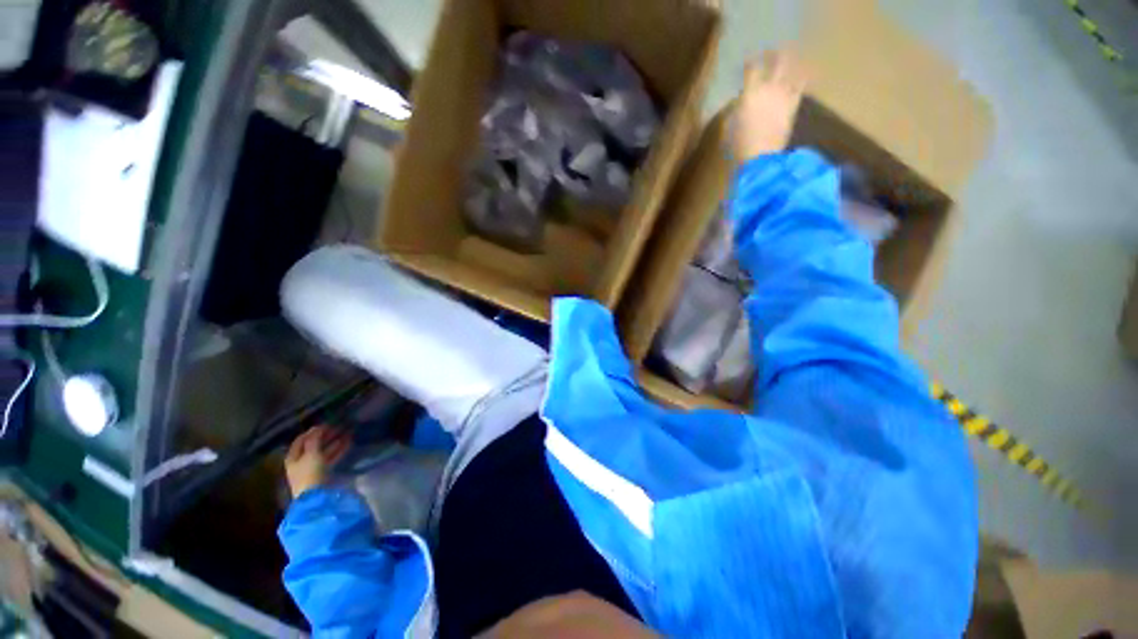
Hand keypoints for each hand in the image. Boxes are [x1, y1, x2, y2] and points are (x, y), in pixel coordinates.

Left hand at [285, 425, 351, 497]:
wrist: (315, 496)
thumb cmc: (310, 472)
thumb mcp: (311, 453)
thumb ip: (314, 439)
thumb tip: (318, 427)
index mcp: (293, 457)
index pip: (301, 440)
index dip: (312, 431)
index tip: (326, 424)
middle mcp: (301, 461)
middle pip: (313, 445)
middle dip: (326, 436)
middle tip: (339, 427)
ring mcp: (312, 468)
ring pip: (323, 451)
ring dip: (334, 442)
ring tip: (347, 433)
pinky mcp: (323, 473)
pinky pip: (330, 458)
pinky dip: (338, 450)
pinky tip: (348, 443)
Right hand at [733, 51, 807, 162]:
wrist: (760, 158)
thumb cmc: (738, 145)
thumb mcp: (728, 127)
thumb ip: (734, 110)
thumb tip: (738, 102)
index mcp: (750, 92)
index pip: (752, 68)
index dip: (750, 62)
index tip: (748, 61)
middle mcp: (769, 88)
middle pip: (777, 61)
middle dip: (775, 53)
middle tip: (772, 51)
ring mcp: (784, 95)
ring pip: (793, 68)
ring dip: (791, 61)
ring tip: (791, 57)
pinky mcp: (794, 105)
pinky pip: (801, 84)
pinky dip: (802, 76)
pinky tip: (803, 72)